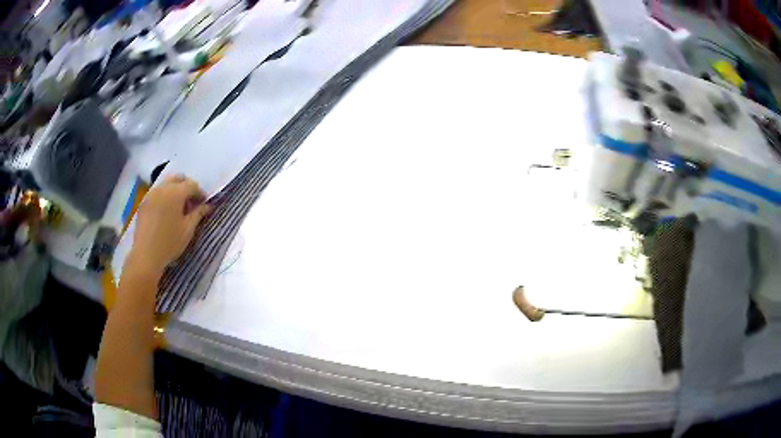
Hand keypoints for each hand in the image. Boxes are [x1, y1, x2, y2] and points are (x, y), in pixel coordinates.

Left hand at [130, 175, 211, 274]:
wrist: (146, 255)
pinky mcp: (143, 202)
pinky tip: (166, 212)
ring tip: (178, 208)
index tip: (204, 204)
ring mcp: (151, 194)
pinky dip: (164, 196)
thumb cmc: (170, 242)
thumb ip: (198, 214)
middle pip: (178, 179)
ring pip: (166, 184)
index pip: (192, 185)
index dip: (200, 193)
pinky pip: (157, 192)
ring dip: (175, 190)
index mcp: (175, 192)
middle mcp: (163, 188)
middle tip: (191, 203)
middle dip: (187, 187)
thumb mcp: (188, 229)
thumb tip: (208, 206)